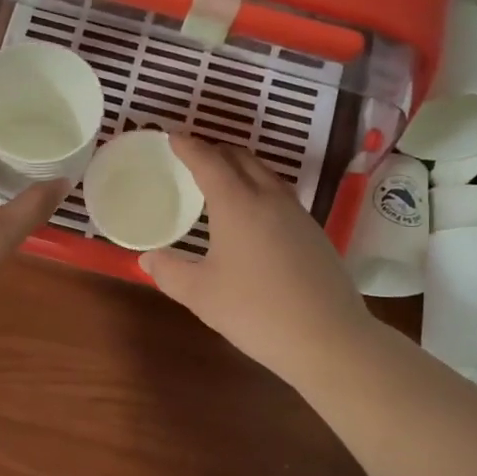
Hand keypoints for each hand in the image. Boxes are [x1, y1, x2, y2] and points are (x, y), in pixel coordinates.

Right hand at [140, 134, 378, 385]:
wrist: (328, 338)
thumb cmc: (255, 311)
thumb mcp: (200, 295)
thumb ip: (169, 272)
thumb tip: (148, 258)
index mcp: (238, 204)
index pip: (209, 162)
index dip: (189, 147)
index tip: (172, 137)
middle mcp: (270, 198)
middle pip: (242, 159)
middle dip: (216, 151)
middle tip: (194, 156)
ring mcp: (298, 214)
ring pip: (266, 175)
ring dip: (241, 168)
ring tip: (222, 179)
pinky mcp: (314, 233)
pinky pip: (280, 196)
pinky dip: (259, 190)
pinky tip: (254, 215)